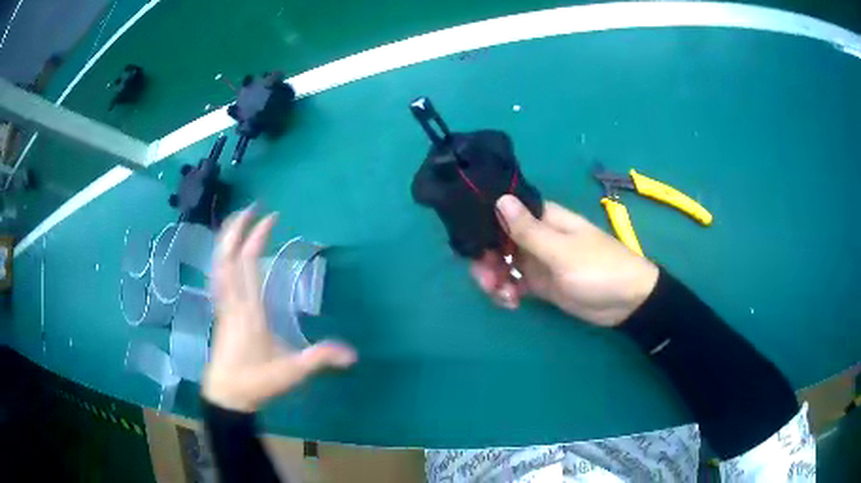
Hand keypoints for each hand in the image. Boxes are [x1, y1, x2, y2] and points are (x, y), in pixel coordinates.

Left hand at [202, 207, 356, 411]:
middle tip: (252, 206)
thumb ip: (320, 359)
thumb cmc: (256, 381)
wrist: (226, 395)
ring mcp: (223, 305)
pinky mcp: (220, 312)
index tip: (272, 217)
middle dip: (238, 228)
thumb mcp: (291, 372)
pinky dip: (221, 257)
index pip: (248, 263)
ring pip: (219, 264)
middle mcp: (233, 301)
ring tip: (238, 221)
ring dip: (227, 239)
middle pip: (228, 256)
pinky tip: (227, 254)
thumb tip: (353, 354)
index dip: (257, 236)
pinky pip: (217, 275)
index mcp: (250, 309)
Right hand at [470, 195, 658, 326]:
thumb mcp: (562, 252)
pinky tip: (511, 303)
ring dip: (495, 279)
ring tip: (503, 297)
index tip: (471, 245)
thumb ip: (529, 230)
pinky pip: (514, 283)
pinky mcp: (540, 283)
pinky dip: (507, 292)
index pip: (503, 212)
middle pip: (497, 241)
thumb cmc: (599, 270)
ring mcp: (537, 260)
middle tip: (488, 281)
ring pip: (502, 264)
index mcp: (543, 218)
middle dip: (487, 261)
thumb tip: (500, 198)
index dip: (483, 226)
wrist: (627, 302)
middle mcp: (536, 235)